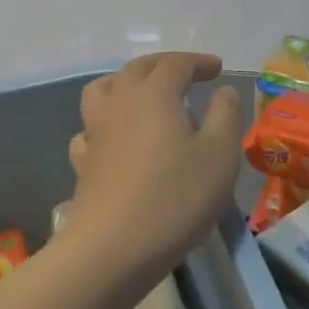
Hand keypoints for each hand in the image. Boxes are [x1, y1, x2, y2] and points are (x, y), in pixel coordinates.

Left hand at [65, 53, 243, 276]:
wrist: (113, 247)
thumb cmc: (175, 198)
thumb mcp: (219, 156)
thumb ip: (225, 116)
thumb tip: (224, 90)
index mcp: (154, 93)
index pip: (176, 63)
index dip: (198, 62)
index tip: (218, 69)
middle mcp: (120, 101)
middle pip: (138, 68)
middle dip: (165, 65)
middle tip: (188, 74)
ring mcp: (96, 129)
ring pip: (104, 88)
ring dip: (126, 82)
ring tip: (145, 95)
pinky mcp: (83, 159)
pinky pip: (90, 128)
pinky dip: (105, 123)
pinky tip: (116, 139)